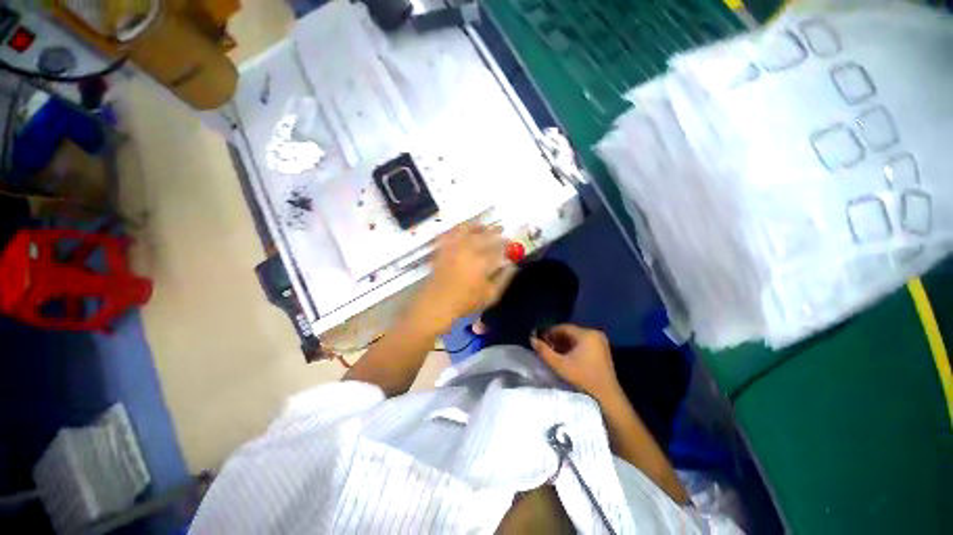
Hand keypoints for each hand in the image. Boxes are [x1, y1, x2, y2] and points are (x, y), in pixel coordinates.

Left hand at [413, 223, 517, 331]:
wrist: (438, 303)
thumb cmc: (466, 301)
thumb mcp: (491, 295)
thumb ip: (504, 278)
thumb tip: (512, 265)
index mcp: (482, 261)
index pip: (498, 246)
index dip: (506, 242)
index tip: (511, 241)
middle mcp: (468, 250)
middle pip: (483, 234)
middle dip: (494, 230)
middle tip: (500, 228)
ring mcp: (453, 247)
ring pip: (466, 229)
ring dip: (476, 226)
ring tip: (482, 226)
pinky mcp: (442, 249)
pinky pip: (450, 233)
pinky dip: (458, 229)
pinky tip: (462, 231)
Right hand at [530, 324, 620, 402]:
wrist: (606, 397)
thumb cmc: (582, 378)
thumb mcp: (559, 365)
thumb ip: (543, 350)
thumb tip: (531, 339)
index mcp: (586, 334)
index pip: (562, 327)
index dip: (549, 333)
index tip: (539, 341)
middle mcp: (594, 333)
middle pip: (569, 332)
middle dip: (556, 338)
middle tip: (545, 347)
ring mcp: (600, 341)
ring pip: (575, 338)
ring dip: (563, 343)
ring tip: (553, 353)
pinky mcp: (601, 349)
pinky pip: (583, 343)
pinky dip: (573, 347)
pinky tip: (565, 356)